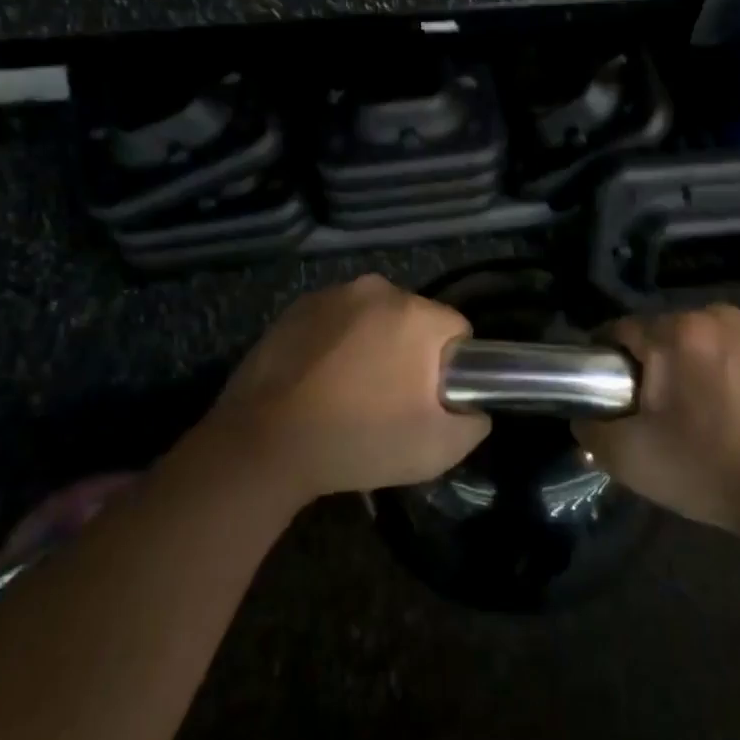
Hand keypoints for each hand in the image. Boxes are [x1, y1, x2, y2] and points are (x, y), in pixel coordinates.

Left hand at [204, 275, 489, 503]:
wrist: (264, 443)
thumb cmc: (358, 441)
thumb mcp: (436, 450)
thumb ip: (473, 424)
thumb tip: (475, 409)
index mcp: (416, 314)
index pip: (457, 330)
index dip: (450, 368)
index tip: (429, 400)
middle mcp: (378, 289)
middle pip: (414, 319)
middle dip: (410, 353)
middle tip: (389, 400)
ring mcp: (333, 293)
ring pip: (373, 317)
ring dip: (372, 344)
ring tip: (349, 392)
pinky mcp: (298, 306)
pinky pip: (336, 319)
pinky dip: (336, 341)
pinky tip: (318, 380)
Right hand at [576, 304, 739, 538]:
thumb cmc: (712, 472)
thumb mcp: (633, 459)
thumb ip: (591, 428)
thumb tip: (583, 412)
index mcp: (678, 332)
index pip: (617, 332)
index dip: (604, 366)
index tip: (611, 401)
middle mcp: (713, 315)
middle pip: (654, 335)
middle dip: (645, 368)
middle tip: (649, 416)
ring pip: (687, 342)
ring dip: (678, 369)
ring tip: (686, 417)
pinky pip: (719, 351)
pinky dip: (709, 372)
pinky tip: (719, 412)